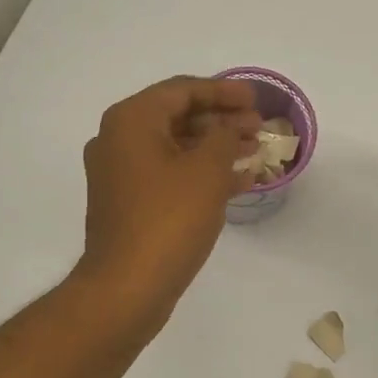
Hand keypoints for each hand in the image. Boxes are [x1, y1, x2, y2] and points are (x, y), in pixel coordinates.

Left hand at [75, 76, 259, 326]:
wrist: (128, 286)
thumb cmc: (169, 219)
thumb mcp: (207, 170)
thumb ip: (225, 137)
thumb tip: (230, 127)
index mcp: (131, 121)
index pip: (182, 90)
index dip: (223, 91)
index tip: (256, 99)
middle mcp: (118, 140)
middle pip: (178, 117)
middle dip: (222, 120)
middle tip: (258, 127)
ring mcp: (120, 174)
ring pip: (176, 148)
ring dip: (215, 147)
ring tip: (254, 152)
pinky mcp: (129, 203)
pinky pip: (169, 175)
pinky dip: (201, 174)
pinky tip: (237, 182)